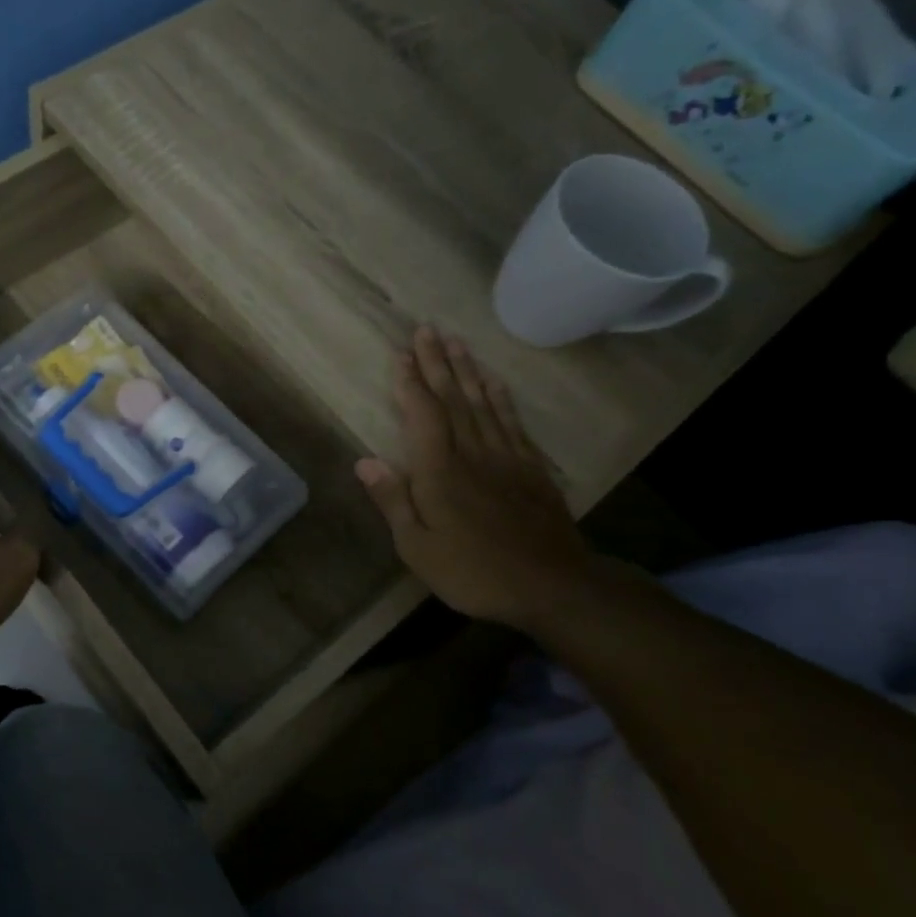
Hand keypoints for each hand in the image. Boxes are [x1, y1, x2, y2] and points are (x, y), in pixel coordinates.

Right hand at [356, 327, 595, 630]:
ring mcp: (506, 458)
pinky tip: (494, 382)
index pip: (423, 415)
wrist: (552, 587)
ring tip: (457, 341)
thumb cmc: (473, 572)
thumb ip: (393, 500)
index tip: (401, 353)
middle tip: (427, 329)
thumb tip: (363, 460)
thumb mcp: (418, 547)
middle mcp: (472, 454)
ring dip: (467, 370)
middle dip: (437, 362)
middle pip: (452, 399)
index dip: (410, 383)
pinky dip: (501, 398)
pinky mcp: (530, 468)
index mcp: (440, 472)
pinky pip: (512, 422)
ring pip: (482, 403)